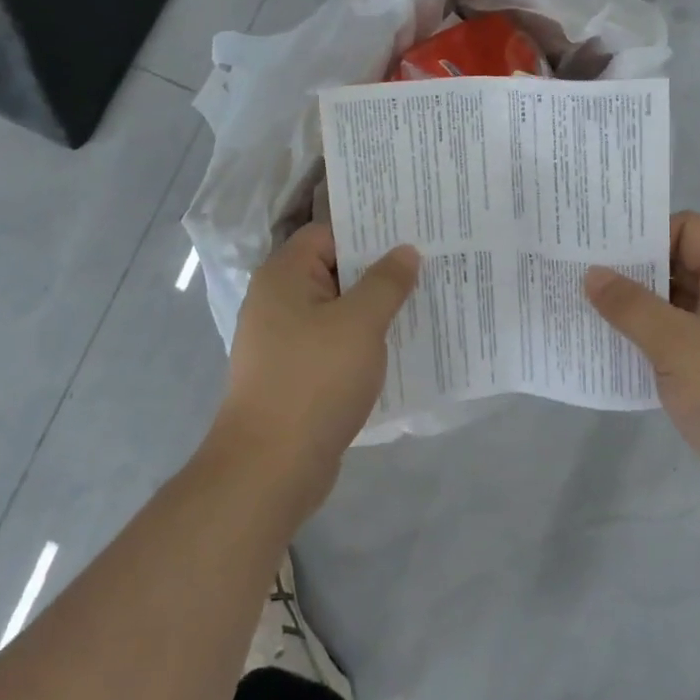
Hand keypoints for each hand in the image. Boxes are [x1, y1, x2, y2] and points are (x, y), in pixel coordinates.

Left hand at [211, 225, 419, 521]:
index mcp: (284, 276)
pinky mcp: (294, 374)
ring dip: (374, 308)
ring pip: (337, 310)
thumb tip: (405, 251)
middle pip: (333, 270)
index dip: (369, 231)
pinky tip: (397, 347)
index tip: (411, 233)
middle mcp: (277, 301)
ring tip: (422, 303)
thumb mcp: (360, 323)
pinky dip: (361, 341)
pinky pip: (333, 343)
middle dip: (379, 270)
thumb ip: (386, 282)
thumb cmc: (315, 380)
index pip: (328, 234)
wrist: (270, 467)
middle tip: (428, 265)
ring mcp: (283, 340)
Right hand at [584, 212, 699, 528]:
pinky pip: (675, 340)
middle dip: (631, 270)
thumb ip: (632, 306)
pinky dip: (645, 339)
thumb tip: (592, 275)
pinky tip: (607, 347)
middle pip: (678, 264)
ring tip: (582, 307)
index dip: (647, 232)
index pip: (689, 229)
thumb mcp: (678, 346)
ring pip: (673, 305)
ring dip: (633, 308)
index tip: (600, 246)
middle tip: (578, 273)